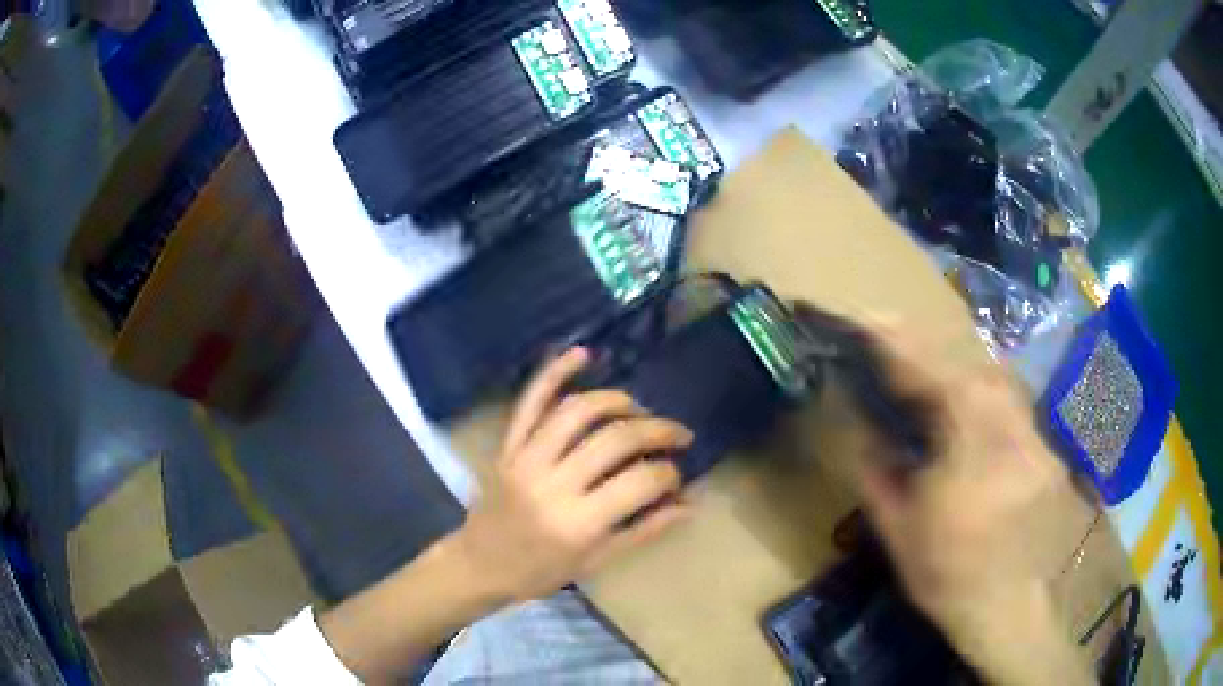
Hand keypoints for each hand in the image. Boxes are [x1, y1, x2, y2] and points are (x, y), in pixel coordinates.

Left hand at [455, 347, 693, 602]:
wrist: (479, 564)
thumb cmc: (540, 571)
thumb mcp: (596, 561)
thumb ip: (644, 530)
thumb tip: (689, 504)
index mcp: (578, 522)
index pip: (640, 482)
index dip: (669, 474)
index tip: (677, 476)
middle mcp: (552, 483)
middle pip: (615, 439)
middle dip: (657, 430)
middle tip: (678, 434)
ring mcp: (525, 458)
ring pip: (577, 411)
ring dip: (617, 401)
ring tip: (639, 410)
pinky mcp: (508, 445)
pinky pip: (530, 402)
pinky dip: (554, 373)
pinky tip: (582, 354)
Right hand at [857, 326, 1094, 684]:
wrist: (1005, 606)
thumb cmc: (946, 576)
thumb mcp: (899, 531)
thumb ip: (877, 472)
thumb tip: (861, 425)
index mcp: (972, 462)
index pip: (938, 383)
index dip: (903, 348)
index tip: (869, 321)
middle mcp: (1012, 438)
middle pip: (973, 369)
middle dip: (931, 351)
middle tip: (896, 346)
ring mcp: (1035, 439)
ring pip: (996, 380)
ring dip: (959, 368)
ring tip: (930, 375)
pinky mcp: (1044, 447)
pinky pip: (1012, 402)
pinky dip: (984, 391)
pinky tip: (969, 405)